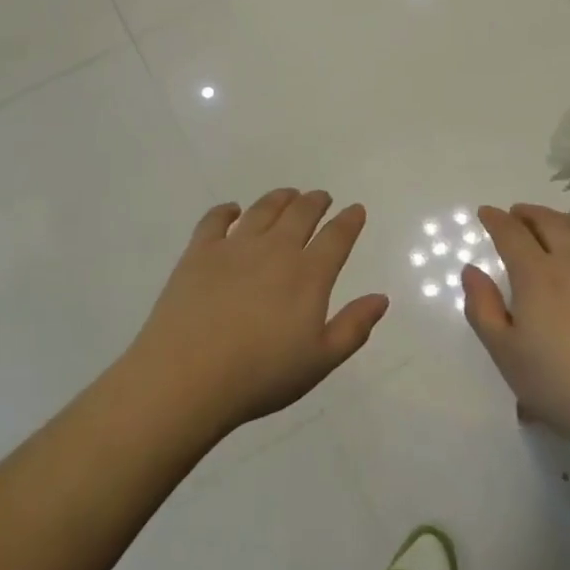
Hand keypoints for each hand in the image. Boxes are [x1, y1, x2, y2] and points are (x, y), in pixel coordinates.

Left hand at [123, 190, 388, 437]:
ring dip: (279, 198)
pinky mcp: (199, 251)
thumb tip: (380, 298)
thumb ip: (353, 327)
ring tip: (288, 194)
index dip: (349, 221)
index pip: (336, 238)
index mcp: (308, 275)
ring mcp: (234, 246)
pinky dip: (227, 210)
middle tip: (321, 196)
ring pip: (262, 209)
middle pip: (300, 214)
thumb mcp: (319, 361)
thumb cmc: (261, 375)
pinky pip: (215, 219)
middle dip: (315, 202)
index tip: (355, 209)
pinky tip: (232, 210)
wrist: (188, 375)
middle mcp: (274, 250)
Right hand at [462, 204, 569, 461]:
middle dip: (528, 213)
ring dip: (563, 219)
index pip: (510, 234)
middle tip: (517, 213)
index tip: (485, 212)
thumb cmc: (564, 387)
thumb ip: (483, 308)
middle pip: (548, 222)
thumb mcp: (506, 355)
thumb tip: (471, 270)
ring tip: (555, 222)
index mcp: (535, 275)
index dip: (495, 220)